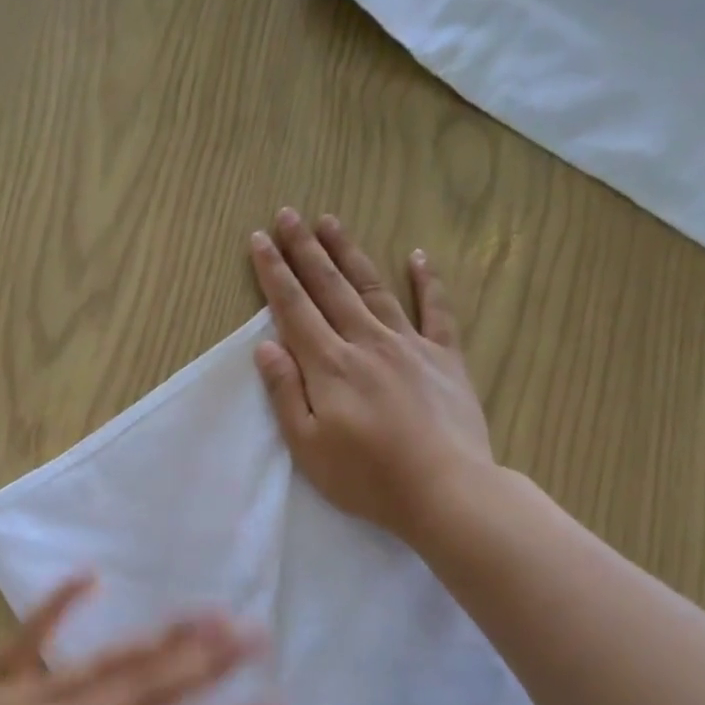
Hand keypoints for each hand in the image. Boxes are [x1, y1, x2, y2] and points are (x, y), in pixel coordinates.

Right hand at [248, 208, 493, 544]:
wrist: (444, 489)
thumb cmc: (366, 477)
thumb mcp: (308, 446)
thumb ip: (286, 393)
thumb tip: (265, 346)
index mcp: (330, 366)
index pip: (294, 309)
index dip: (274, 273)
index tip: (259, 240)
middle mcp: (366, 343)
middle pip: (330, 288)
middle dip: (305, 250)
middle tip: (288, 215)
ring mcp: (410, 346)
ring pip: (373, 288)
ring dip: (350, 253)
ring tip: (331, 221)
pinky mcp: (445, 358)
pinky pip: (436, 311)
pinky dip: (427, 281)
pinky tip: (417, 256)